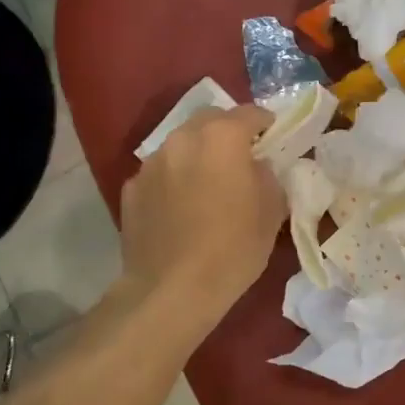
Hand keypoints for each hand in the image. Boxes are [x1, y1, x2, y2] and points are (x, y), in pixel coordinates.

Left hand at [118, 105, 285, 318]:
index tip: (273, 136)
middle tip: (240, 158)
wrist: (171, 290)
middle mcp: (182, 139)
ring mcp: (151, 163)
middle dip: (227, 132)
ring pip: (181, 145)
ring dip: (197, 154)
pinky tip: (180, 208)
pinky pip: (160, 173)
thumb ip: (268, 176)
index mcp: (222, 138)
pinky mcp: (131, 188)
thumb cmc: (233, 249)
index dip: (265, 123)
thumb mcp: (271, 211)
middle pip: (209, 121)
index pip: (250, 114)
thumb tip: (258, 166)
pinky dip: (173, 180)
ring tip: (207, 184)